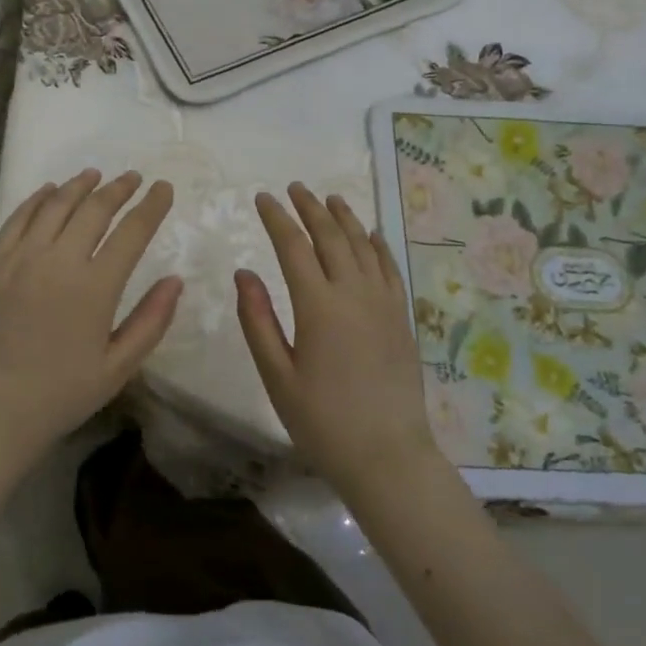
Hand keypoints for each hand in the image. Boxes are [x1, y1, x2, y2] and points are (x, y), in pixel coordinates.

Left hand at [0, 169, 180, 481]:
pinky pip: (18, 218)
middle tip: (133, 178)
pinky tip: (48, 191)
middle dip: (118, 188)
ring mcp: (21, 258)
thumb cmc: (59, 395)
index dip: (151, 206)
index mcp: (95, 286)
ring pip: (54, 205)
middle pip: (94, 209)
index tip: (163, 188)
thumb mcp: (117, 368)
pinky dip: (37, 199)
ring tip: (94, 175)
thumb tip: (175, 280)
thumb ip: (151, 321)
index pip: (132, 231)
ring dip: (79, 186)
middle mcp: (58, 260)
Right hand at [236, 183, 443, 496]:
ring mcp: (383, 303)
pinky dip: (377, 245)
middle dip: (310, 208)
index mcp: (318, 306)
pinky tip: (370, 235)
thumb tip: (244, 273)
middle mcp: (353, 293)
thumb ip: (257, 320)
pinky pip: (389, 268)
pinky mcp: (401, 317)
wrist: (388, 456)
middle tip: (294, 188)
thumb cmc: (322, 422)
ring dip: (344, 218)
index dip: (276, 218)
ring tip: (330, 198)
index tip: (262, 198)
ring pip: (363, 245)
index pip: (293, 247)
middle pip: (331, 236)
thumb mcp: (277, 376)